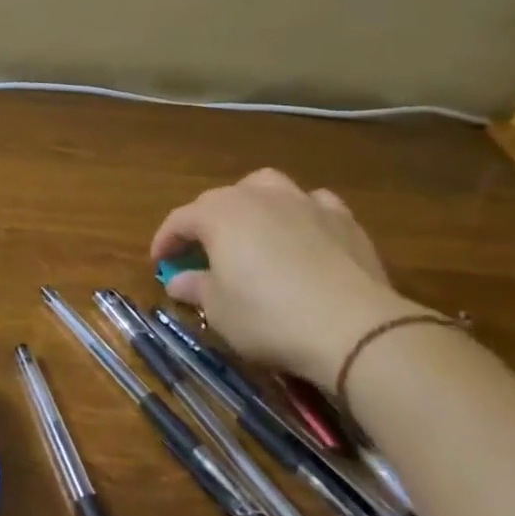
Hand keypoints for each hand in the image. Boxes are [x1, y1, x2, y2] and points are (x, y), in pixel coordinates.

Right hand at [150, 170, 428, 388]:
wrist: (355, 329)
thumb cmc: (269, 316)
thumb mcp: (219, 311)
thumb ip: (196, 288)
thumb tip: (178, 280)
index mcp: (220, 214)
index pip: (180, 220)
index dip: (165, 240)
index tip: (159, 263)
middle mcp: (259, 197)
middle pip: (221, 199)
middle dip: (205, 223)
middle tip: (202, 252)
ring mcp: (305, 203)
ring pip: (269, 187)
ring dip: (253, 203)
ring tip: (252, 228)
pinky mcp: (344, 220)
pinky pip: (314, 205)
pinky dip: (301, 215)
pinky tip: (304, 235)